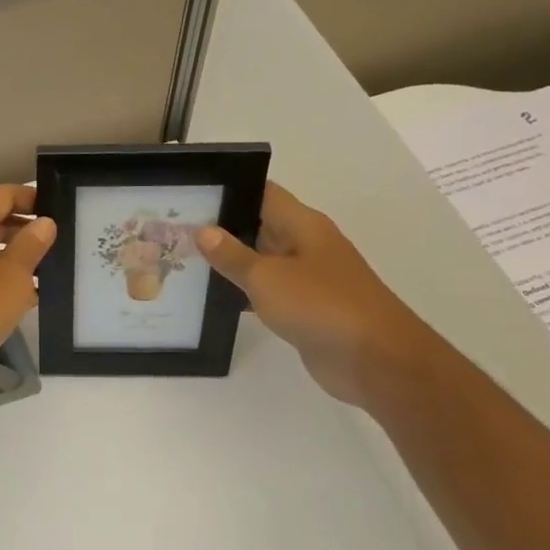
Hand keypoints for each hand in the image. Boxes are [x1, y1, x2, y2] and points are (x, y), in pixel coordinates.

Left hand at [0, 184, 56, 408]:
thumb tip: (44, 223)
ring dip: (17, 257)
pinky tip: (34, 294)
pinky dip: (4, 280)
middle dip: (26, 228)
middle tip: (64, 238)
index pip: (0, 196)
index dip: (30, 198)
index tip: (61, 208)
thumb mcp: (13, 275)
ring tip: (56, 266)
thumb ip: (31, 245)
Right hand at [197, 182, 438, 408]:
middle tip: (175, 229)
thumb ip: (233, 255)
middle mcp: (306, 245)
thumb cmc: (321, 305)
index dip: (229, 190)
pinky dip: (243, 293)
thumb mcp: (267, 277)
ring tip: (183, 261)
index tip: (190, 195)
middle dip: (221, 228)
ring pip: (261, 261)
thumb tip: (203, 230)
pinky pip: (268, 292)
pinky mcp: (305, 309)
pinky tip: (212, 298)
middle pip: (260, 226)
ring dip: (230, 263)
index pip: (263, 194)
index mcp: (303, 225)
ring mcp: (307, 278)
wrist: (374, 359)